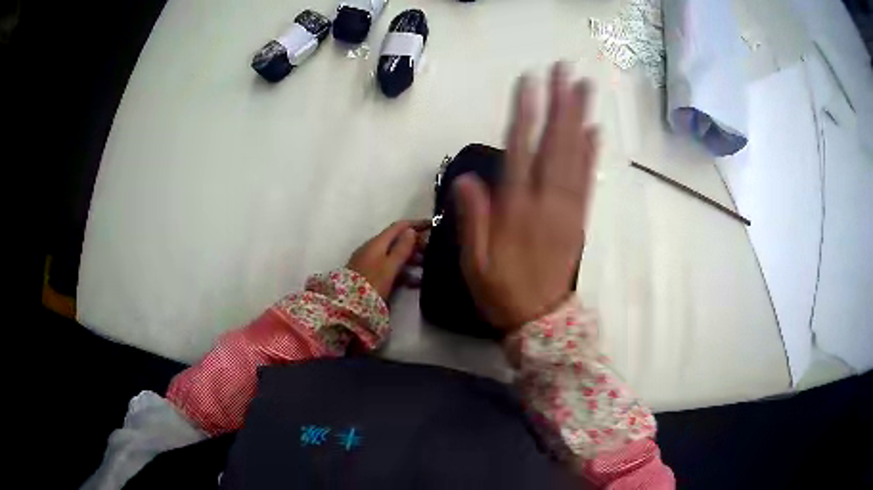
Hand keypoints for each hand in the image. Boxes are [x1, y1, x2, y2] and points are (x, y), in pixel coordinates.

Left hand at [347, 220, 429, 300]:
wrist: (349, 305)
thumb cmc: (372, 282)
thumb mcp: (390, 266)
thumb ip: (401, 249)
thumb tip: (411, 230)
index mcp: (377, 242)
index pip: (399, 227)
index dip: (416, 224)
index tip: (433, 225)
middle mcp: (373, 249)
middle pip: (397, 241)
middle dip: (416, 243)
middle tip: (434, 249)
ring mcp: (371, 262)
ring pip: (395, 256)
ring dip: (411, 259)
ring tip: (428, 266)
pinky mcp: (371, 276)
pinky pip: (391, 269)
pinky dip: (404, 272)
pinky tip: (416, 282)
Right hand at [454, 62, 598, 330]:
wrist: (540, 320)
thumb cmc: (502, 291)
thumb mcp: (474, 262)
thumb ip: (472, 220)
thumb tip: (466, 179)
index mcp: (517, 211)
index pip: (520, 152)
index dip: (525, 114)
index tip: (529, 83)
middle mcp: (546, 202)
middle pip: (555, 145)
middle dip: (560, 104)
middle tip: (565, 71)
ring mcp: (567, 209)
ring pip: (575, 157)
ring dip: (580, 120)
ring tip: (583, 89)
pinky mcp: (579, 218)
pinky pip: (587, 181)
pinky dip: (592, 154)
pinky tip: (595, 131)